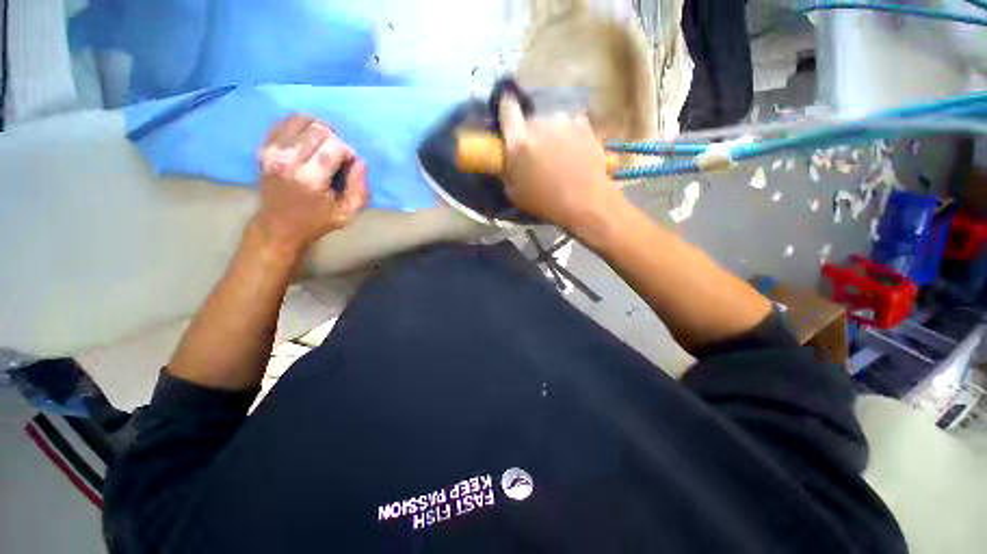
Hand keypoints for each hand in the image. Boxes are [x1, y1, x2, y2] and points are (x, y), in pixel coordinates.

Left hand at [253, 114, 368, 253]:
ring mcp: (272, 151)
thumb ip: (360, 189)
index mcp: (310, 179)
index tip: (349, 166)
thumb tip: (360, 162)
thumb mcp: (347, 214)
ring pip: (301, 119)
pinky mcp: (263, 147)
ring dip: (319, 128)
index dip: (348, 153)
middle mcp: (287, 160)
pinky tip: (309, 139)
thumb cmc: (316, 221)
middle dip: (335, 140)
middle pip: (318, 129)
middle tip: (337, 156)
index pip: (335, 146)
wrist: (278, 226)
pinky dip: (301, 125)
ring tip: (324, 144)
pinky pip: (285, 121)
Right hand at [498, 93, 623, 230]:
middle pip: (531, 119)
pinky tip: (574, 152)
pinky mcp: (584, 124)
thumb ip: (507, 170)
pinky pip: (571, 125)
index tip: (507, 109)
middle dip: (531, 133)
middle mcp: (540, 122)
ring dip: (551, 134)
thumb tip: (508, 160)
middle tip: (537, 153)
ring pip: (552, 123)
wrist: (584, 200)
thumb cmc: (545, 201)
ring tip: (559, 155)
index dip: (505, 106)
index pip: (507, 108)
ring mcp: (564, 121)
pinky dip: (570, 135)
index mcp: (519, 140)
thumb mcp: (514, 193)